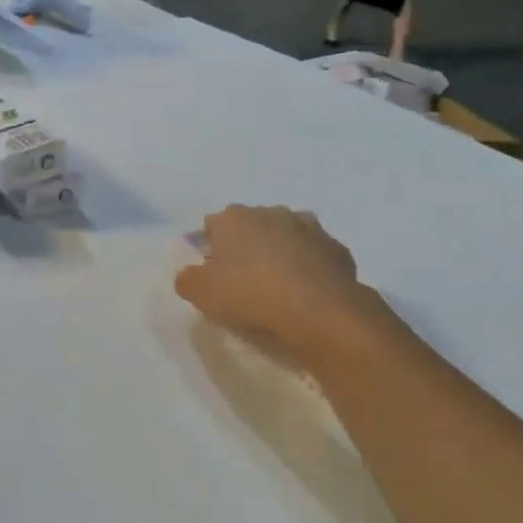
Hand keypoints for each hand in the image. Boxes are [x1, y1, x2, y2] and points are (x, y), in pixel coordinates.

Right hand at [175, 206, 378, 364]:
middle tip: (243, 281)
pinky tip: (306, 292)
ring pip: (286, 236)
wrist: (317, 310)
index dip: (210, 248)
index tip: (212, 273)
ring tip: (278, 286)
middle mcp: (271, 213)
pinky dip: (309, 267)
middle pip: (251, 227)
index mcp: (234, 219)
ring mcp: (308, 227)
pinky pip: (314, 255)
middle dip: (246, 246)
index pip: (213, 225)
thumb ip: (187, 280)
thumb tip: (190, 274)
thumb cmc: (250, 296)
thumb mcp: (201, 294)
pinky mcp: (335, 247)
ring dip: (280, 252)